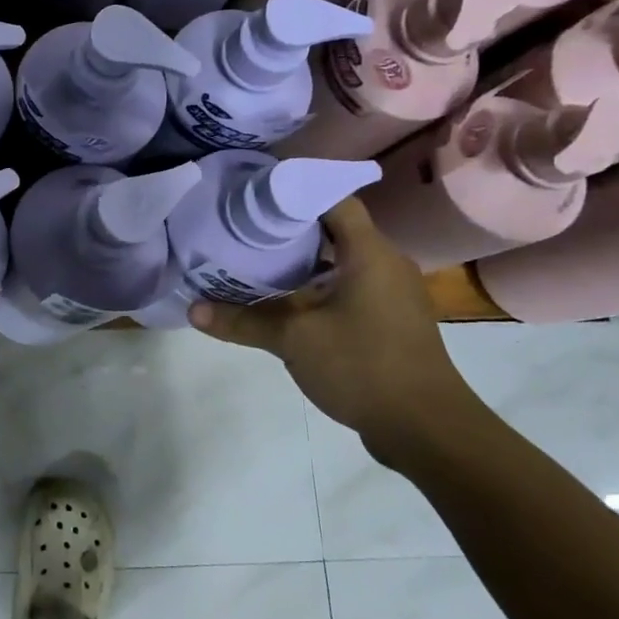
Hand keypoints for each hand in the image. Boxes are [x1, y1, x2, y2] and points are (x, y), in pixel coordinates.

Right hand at [188, 199, 482, 470]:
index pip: (333, 198)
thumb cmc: (363, 366)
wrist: (426, 428)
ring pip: (338, 261)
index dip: (294, 189)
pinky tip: (280, 298)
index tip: (252, 192)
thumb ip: (242, 321)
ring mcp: (389, 293)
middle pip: (332, 228)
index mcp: (369, 253)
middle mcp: (384, 264)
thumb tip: (192, 310)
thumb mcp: (293, 340)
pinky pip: (346, 287)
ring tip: (251, 257)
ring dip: (298, 259)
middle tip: (240, 225)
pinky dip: (313, 285)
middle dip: (286, 226)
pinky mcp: (387, 319)